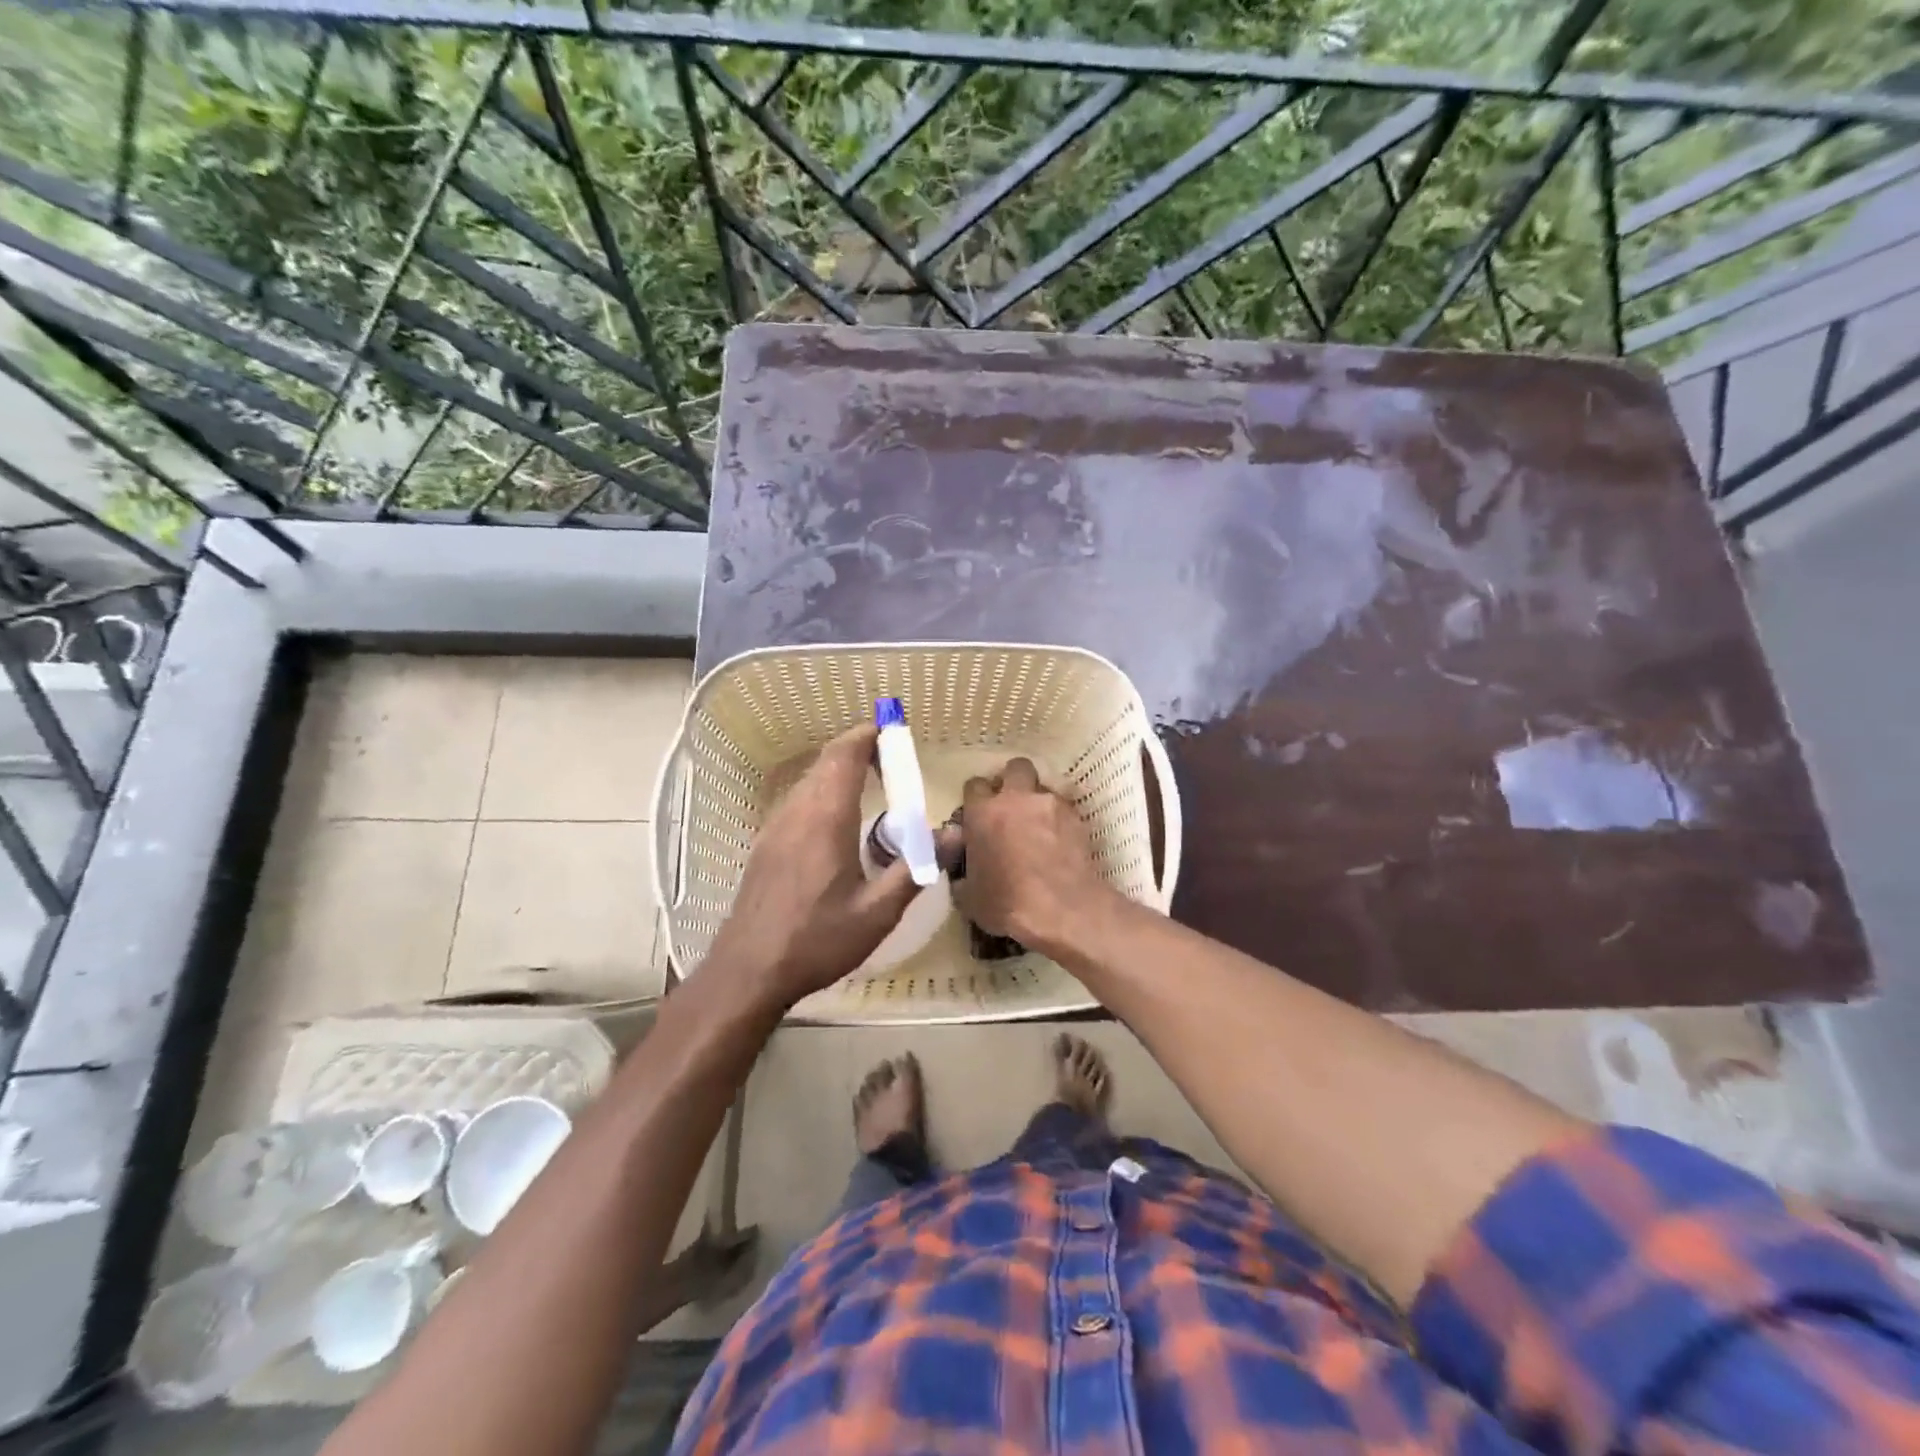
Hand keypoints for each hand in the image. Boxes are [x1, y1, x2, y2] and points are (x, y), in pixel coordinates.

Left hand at [703, 723, 922, 1008]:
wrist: (747, 972)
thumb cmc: (816, 941)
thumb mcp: (877, 913)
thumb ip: (917, 869)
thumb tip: (953, 835)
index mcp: (825, 818)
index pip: (844, 754)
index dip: (868, 735)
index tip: (893, 731)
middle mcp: (797, 812)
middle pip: (827, 761)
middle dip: (859, 750)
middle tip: (892, 762)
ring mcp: (775, 827)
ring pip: (810, 780)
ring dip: (840, 771)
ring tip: (872, 787)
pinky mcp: (766, 844)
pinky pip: (799, 801)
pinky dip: (824, 793)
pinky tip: (839, 824)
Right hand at [952, 758, 1117, 955]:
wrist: (1062, 910)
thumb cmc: (1007, 904)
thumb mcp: (969, 897)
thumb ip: (962, 875)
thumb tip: (962, 873)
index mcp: (983, 813)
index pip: (974, 785)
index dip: (976, 798)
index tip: (979, 814)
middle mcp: (1016, 799)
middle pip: (1015, 768)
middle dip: (1013, 781)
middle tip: (1012, 806)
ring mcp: (1050, 804)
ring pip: (1043, 788)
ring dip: (1039, 802)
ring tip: (1040, 827)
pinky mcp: (1077, 818)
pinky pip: (1064, 809)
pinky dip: (1060, 821)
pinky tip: (1060, 843)